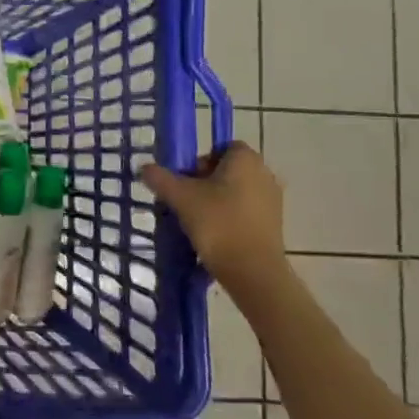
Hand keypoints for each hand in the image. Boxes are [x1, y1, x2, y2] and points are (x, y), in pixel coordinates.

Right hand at [141, 143, 287, 292]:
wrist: (252, 271)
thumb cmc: (217, 224)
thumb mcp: (180, 198)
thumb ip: (160, 178)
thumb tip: (144, 167)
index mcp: (246, 160)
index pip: (222, 147)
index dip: (201, 160)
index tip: (186, 179)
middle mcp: (264, 173)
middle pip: (228, 169)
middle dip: (205, 181)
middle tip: (186, 200)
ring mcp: (273, 200)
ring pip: (236, 191)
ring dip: (217, 200)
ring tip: (197, 220)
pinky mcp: (274, 224)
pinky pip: (246, 210)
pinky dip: (230, 216)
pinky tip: (214, 235)